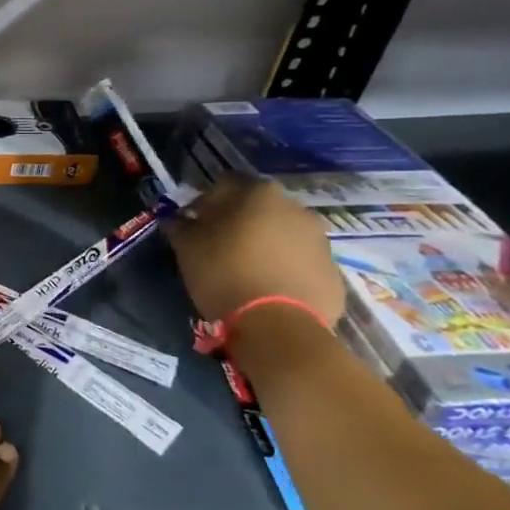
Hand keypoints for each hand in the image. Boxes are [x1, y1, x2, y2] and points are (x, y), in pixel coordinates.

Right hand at [167, 174, 345, 323]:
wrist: (278, 325)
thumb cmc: (224, 273)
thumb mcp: (187, 247)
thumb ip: (181, 226)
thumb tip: (177, 220)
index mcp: (258, 194)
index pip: (225, 183)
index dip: (205, 200)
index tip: (193, 221)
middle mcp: (296, 208)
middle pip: (259, 207)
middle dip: (239, 221)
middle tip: (218, 244)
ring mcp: (320, 240)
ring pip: (283, 234)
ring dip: (265, 243)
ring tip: (245, 268)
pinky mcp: (333, 271)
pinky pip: (300, 262)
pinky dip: (284, 267)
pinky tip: (267, 287)